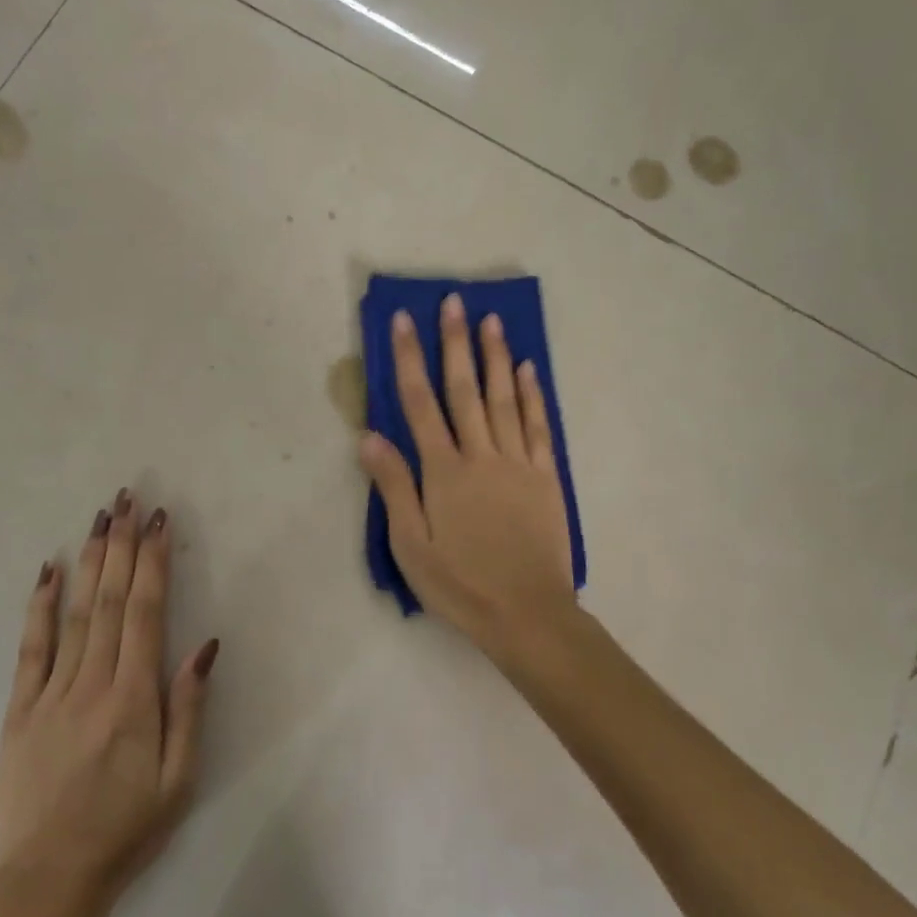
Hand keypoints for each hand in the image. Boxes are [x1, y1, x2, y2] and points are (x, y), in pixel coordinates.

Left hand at [0, 490, 218, 903]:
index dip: (153, 563)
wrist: (47, 883)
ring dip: (89, 561)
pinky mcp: (19, 710)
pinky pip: (30, 649)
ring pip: (74, 613)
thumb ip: (190, 708)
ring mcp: (51, 694)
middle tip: (128, 499)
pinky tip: (48, 571)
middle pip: (109, 600)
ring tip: (99, 519)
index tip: (160, 522)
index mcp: (134, 699)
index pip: (145, 613)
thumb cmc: (126, 831)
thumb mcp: (179, 779)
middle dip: (122, 545)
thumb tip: (204, 646)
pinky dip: (39, 606)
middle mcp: (93, 683)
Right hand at [358, 294, 575, 652]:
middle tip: (453, 301)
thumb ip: (393, 487)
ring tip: (491, 320)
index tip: (405, 321)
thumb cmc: (460, 584)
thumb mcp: (411, 545)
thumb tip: (370, 435)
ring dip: (495, 357)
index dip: (410, 359)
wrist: (528, 614)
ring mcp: (517, 463)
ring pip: (504, 399)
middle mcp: (481, 455)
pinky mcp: (546, 477)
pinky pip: (538, 426)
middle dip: (455, 343)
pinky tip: (527, 369)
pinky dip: (532, 395)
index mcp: (443, 471)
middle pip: (464, 390)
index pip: (420, 403)